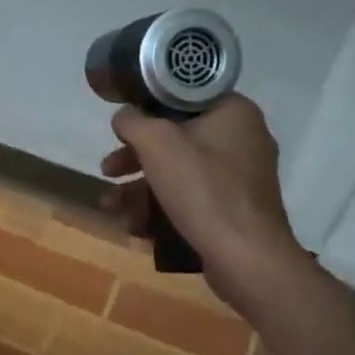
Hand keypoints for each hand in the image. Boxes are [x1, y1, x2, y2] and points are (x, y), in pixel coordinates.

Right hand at [100, 93, 309, 312]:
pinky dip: (163, 208)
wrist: (246, 258)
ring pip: (179, 172)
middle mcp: (242, 139)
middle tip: (108, 170)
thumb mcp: (157, 143)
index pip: (184, 97)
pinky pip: (192, 199)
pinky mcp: (234, 211)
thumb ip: (133, 121)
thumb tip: (124, 117)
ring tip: (113, 207)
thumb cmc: (203, 188)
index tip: (123, 126)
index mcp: (234, 112)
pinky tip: (137, 227)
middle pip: (176, 139)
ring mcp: (240, 178)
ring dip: (141, 189)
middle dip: (135, 158)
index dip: (147, 107)